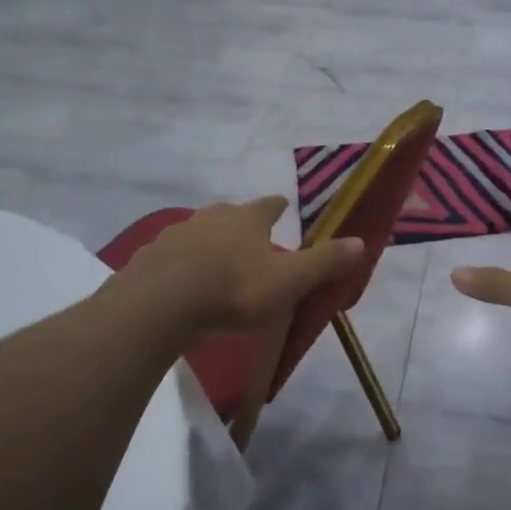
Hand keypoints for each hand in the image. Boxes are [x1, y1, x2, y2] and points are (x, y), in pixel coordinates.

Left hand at [116, 197, 365, 332]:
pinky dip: (181, 264)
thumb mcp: (288, 281)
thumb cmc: (234, 290)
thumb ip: (324, 262)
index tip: (283, 209)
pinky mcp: (150, 255)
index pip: (270, 205)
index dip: (279, 207)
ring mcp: (176, 233)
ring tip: (217, 267)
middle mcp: (212, 216)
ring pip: (200, 234)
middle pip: (232, 215)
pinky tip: (183, 284)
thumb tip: (361, 242)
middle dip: (242, 227)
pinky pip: (172, 256)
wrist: (161, 304)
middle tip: (252, 246)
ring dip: (210, 245)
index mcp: (247, 218)